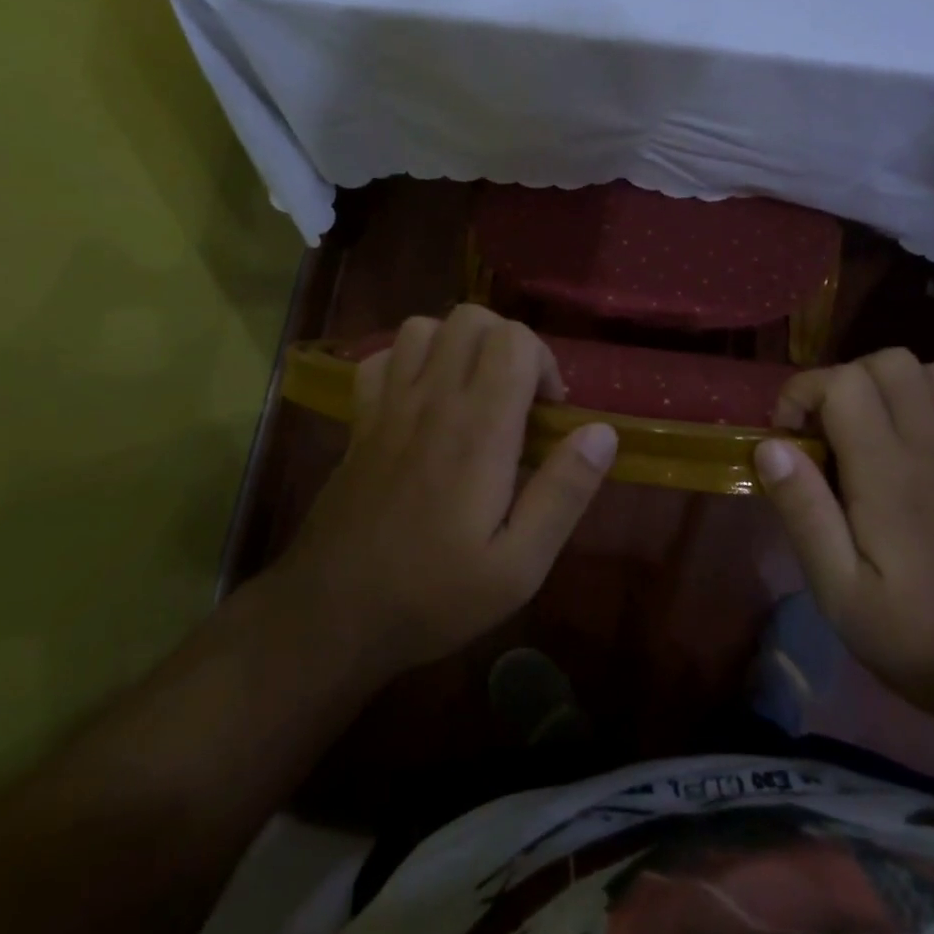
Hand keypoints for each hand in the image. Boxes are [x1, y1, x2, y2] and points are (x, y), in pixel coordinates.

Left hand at [271, 306, 617, 679]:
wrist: (332, 615)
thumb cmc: (434, 595)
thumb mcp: (519, 566)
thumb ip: (564, 493)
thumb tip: (602, 432)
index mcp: (478, 430)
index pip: (514, 341)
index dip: (544, 362)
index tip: (550, 413)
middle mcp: (431, 401)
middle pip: (471, 318)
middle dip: (507, 342)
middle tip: (518, 397)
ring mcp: (387, 406)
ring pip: (423, 327)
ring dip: (457, 345)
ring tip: (473, 391)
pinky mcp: (359, 421)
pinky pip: (379, 359)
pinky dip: (406, 362)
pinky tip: (422, 399)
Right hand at [754, 349, 933, 714]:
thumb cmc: (921, 639)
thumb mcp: (840, 592)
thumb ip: (804, 512)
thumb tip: (771, 447)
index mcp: (890, 472)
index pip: (844, 382)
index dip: (804, 393)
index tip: (788, 438)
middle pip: (890, 362)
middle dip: (845, 381)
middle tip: (826, 433)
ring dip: (898, 388)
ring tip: (875, 432)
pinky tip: (931, 449)